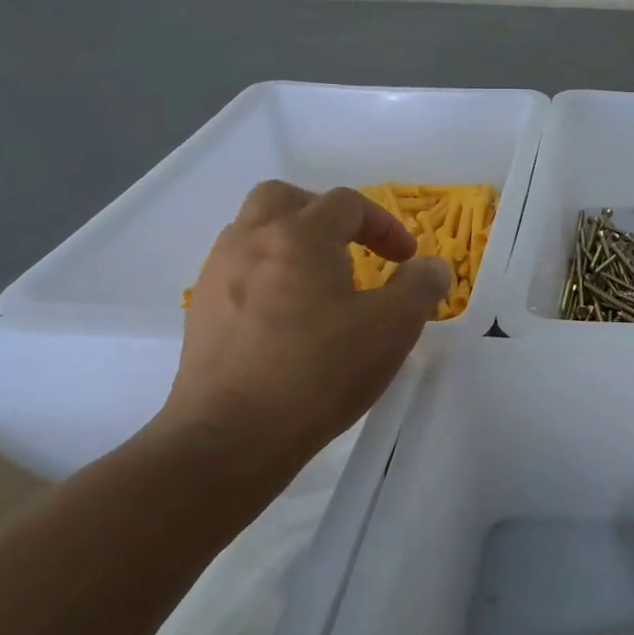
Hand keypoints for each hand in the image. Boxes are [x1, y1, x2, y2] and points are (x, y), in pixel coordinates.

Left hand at [152, 180, 450, 476]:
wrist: (231, 436)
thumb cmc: (319, 373)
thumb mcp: (391, 330)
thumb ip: (419, 288)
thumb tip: (431, 266)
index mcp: (299, 236)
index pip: (346, 203)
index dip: (384, 224)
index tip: (404, 259)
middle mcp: (251, 241)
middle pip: (285, 198)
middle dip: (324, 214)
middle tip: (349, 247)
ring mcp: (218, 274)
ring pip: (253, 230)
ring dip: (290, 241)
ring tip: (319, 281)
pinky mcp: (201, 311)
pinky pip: (237, 269)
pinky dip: (266, 272)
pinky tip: (286, 316)